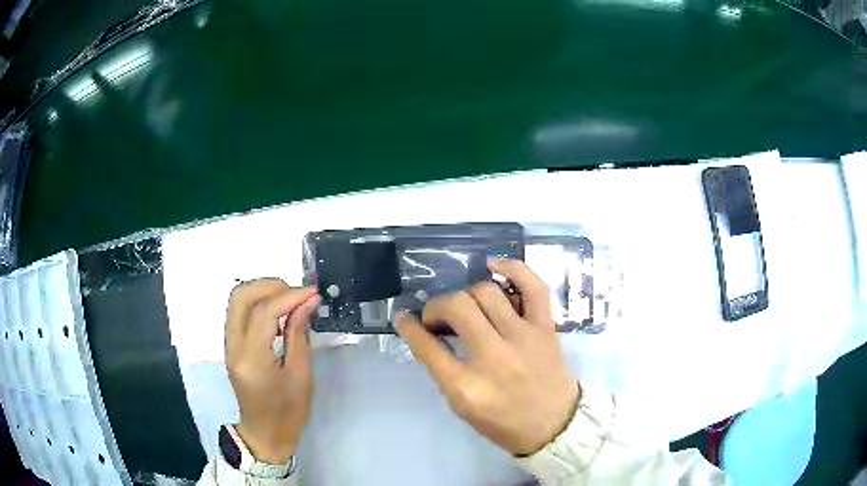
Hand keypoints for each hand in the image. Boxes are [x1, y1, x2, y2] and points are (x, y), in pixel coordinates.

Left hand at [225, 279, 319, 463]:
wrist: (264, 433)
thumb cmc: (288, 412)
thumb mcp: (301, 376)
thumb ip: (299, 334)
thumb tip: (307, 301)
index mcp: (252, 359)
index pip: (264, 312)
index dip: (289, 296)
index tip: (313, 293)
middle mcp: (233, 347)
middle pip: (241, 296)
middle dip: (271, 285)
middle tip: (298, 294)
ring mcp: (228, 344)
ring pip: (237, 300)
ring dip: (263, 292)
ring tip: (291, 301)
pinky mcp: (230, 345)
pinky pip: (239, 312)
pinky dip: (258, 303)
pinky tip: (278, 314)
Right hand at [396, 259, 579, 455]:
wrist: (554, 425)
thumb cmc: (503, 422)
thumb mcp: (462, 406)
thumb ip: (442, 370)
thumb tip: (427, 333)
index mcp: (466, 386)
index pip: (427, 346)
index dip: (409, 327)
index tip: (404, 317)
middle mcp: (494, 357)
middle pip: (457, 307)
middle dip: (437, 306)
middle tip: (438, 318)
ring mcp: (523, 338)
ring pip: (486, 292)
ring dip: (466, 294)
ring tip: (466, 307)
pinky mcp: (545, 328)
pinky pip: (533, 286)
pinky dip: (513, 268)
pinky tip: (493, 266)